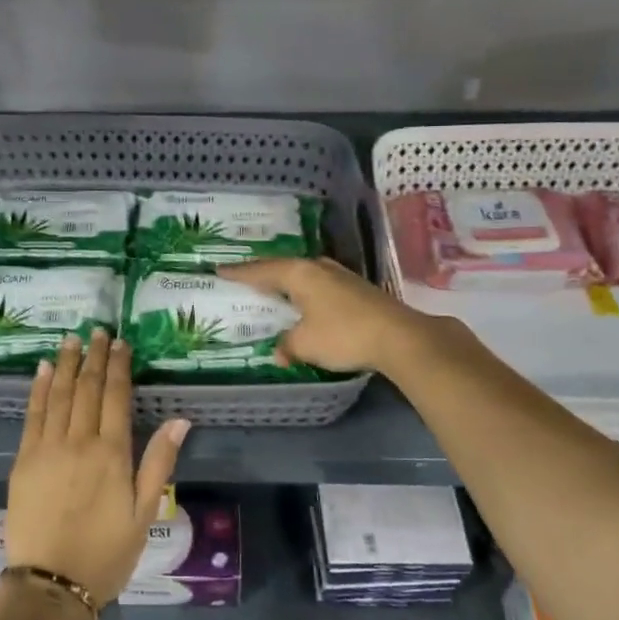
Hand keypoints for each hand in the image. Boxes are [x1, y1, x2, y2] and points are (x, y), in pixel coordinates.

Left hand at [5, 328, 187, 608]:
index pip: (116, 396)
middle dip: (94, 357)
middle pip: (87, 388)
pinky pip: (33, 414)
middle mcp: (79, 441)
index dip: (118, 366)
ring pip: (59, 394)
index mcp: (112, 453)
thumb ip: (159, 462)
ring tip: (72, 339)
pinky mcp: (24, 460)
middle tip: (98, 330)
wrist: (50, 585)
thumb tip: (180, 420)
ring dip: (67, 364)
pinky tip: (45, 370)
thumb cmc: (106, 553)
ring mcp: (47, 448)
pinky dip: (40, 389)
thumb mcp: (145, 513)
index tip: (121, 342)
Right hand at [218, 257, 429, 373]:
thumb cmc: (343, 334)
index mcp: (299, 273)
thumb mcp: (306, 344)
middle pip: (283, 267)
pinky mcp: (356, 288)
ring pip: (303, 275)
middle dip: (263, 274)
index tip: (219, 270)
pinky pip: (318, 285)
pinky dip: (305, 292)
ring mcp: (340, 275)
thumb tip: (279, 352)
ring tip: (272, 289)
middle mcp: (318, 267)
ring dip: (287, 282)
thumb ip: (287, 345)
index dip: (239, 272)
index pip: (260, 270)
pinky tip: (304, 302)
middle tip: (244, 279)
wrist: (399, 337)